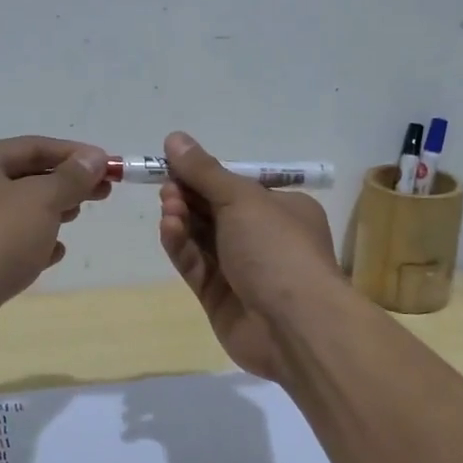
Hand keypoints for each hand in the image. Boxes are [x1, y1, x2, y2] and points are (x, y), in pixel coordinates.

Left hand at [0, 137, 110, 349]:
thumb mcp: (40, 200)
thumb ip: (71, 178)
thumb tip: (94, 158)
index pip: (32, 147)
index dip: (74, 154)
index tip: (109, 165)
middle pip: (22, 177)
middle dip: (64, 185)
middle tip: (102, 193)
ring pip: (14, 211)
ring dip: (49, 213)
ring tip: (76, 218)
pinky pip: (4, 242)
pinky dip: (30, 242)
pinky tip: (54, 253)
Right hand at [157, 131, 338, 382]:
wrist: (295, 325)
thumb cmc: (277, 248)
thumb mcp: (242, 199)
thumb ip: (205, 171)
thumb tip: (175, 137)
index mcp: (281, 209)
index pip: (235, 186)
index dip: (203, 175)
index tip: (172, 165)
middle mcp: (262, 237)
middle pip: (214, 211)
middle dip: (188, 197)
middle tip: (167, 188)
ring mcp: (240, 269)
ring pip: (201, 238)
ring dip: (182, 219)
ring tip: (168, 208)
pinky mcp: (219, 297)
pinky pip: (195, 265)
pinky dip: (181, 246)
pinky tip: (169, 229)